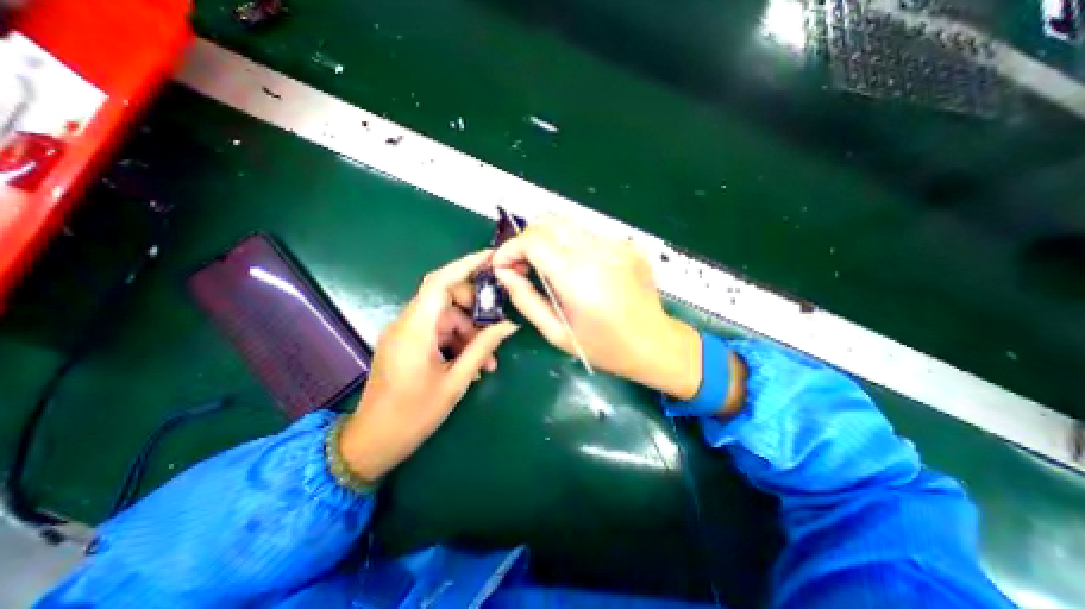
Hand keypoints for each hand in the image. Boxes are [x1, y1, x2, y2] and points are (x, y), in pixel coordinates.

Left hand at [344, 250, 519, 482]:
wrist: (374, 442)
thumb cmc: (414, 414)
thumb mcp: (456, 381)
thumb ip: (483, 348)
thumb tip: (509, 326)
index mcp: (415, 329)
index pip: (439, 282)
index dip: (465, 265)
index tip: (491, 258)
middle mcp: (407, 323)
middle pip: (446, 298)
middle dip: (475, 310)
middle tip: (497, 327)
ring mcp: (405, 333)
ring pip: (445, 318)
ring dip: (469, 333)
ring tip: (488, 361)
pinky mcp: (407, 344)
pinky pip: (438, 332)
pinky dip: (457, 342)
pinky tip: (472, 364)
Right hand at [494, 215, 704, 399]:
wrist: (653, 343)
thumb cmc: (603, 347)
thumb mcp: (556, 332)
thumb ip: (525, 299)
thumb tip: (504, 272)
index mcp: (578, 278)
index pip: (533, 240)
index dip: (511, 248)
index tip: (504, 265)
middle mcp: (598, 252)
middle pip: (549, 222)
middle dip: (527, 239)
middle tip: (523, 265)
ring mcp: (617, 244)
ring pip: (568, 224)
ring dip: (549, 240)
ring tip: (548, 268)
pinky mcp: (628, 245)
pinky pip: (589, 235)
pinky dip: (572, 246)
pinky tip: (578, 270)